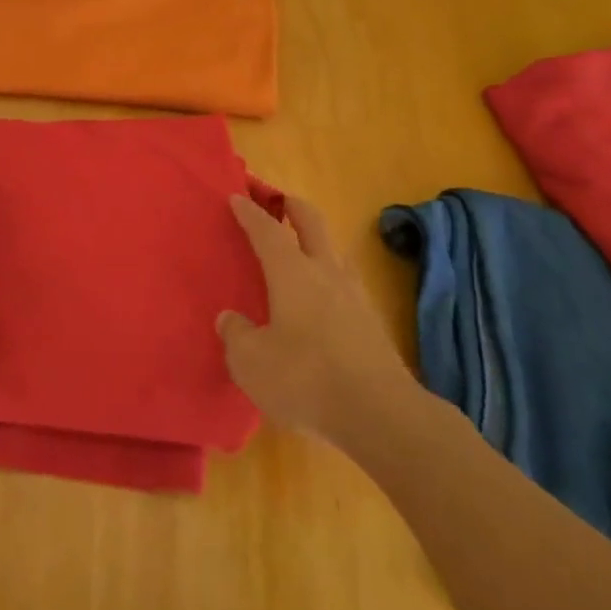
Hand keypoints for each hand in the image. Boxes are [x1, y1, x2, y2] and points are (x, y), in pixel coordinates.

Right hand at [218, 194, 415, 444]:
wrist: (381, 414)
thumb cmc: (305, 379)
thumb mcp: (250, 362)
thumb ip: (236, 335)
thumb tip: (229, 318)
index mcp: (292, 273)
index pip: (267, 230)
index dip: (250, 212)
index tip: (237, 196)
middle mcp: (325, 272)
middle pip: (311, 222)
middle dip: (292, 206)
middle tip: (278, 200)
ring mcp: (354, 295)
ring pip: (334, 250)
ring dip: (316, 239)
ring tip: (301, 248)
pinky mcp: (371, 322)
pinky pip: (345, 282)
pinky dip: (329, 275)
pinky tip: (322, 297)